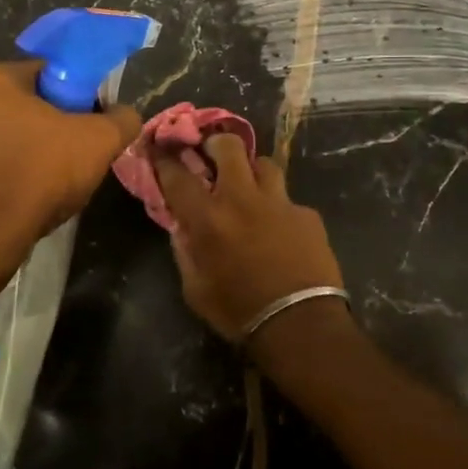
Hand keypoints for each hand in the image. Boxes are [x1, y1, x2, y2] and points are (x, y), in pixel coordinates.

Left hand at [0, 60, 141, 261]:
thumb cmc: (43, 170)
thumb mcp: (101, 140)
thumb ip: (122, 119)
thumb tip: (125, 115)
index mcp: (0, 80)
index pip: (48, 70)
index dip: (76, 90)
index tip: (92, 115)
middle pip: (28, 103)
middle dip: (55, 121)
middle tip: (81, 147)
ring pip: (11, 135)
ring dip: (34, 148)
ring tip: (59, 177)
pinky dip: (16, 172)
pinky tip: (34, 194)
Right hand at [151, 134, 344, 345]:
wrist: (300, 325)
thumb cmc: (238, 312)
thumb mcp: (195, 289)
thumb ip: (185, 251)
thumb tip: (181, 226)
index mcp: (208, 218)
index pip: (178, 175)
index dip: (165, 159)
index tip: (160, 149)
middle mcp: (242, 199)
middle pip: (228, 147)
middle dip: (215, 143)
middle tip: (211, 153)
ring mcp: (279, 203)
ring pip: (264, 163)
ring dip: (251, 169)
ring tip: (248, 185)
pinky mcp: (307, 214)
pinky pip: (288, 199)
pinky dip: (278, 207)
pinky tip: (279, 227)